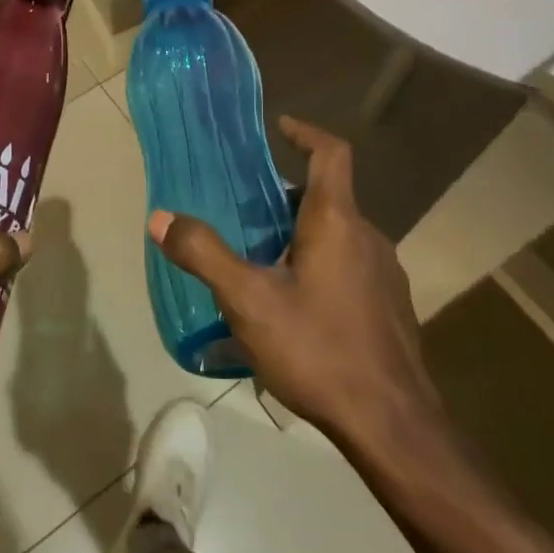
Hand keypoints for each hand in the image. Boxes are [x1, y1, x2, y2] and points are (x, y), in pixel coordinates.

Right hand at [148, 117, 443, 454]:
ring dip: (302, 235)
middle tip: (246, 211)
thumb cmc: (319, 349)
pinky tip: (296, 309)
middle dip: (286, 197)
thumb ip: (204, 255)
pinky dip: (321, 266)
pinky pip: (351, 267)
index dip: (306, 132)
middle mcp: (368, 237)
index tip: (280, 127)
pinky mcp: (390, 308)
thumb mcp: (248, 302)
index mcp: (337, 221)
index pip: (331, 153)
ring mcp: (385, 274)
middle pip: (327, 197)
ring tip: (263, 262)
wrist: (392, 425)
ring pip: (339, 235)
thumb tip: (161, 217)